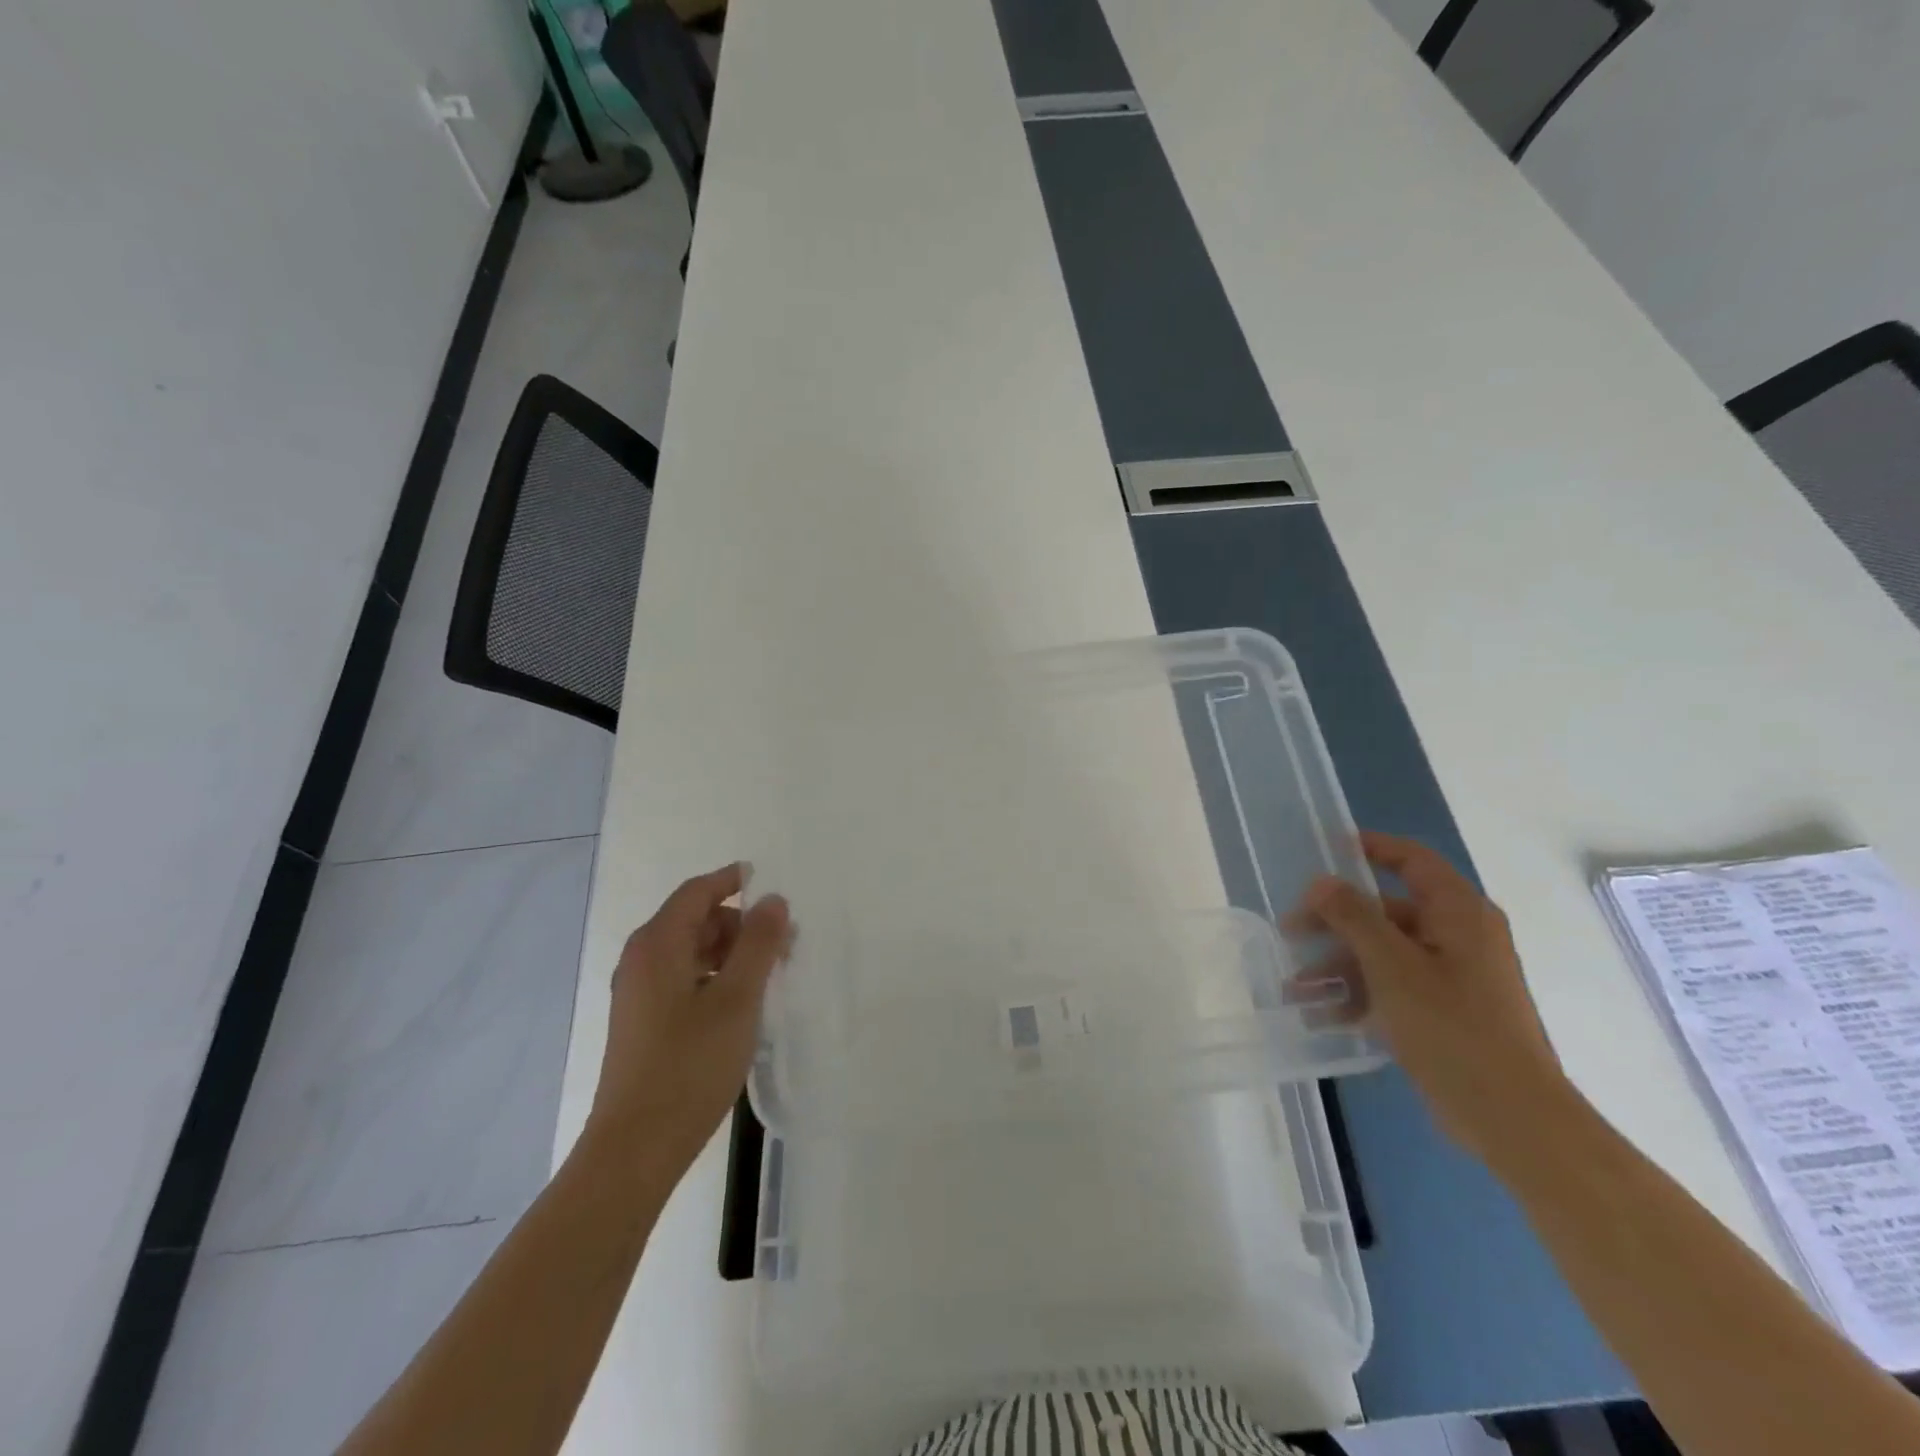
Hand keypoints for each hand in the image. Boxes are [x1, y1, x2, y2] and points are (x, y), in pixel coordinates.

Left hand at [587, 863, 791, 1175]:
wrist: (635, 1149)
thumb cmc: (690, 1065)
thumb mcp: (738, 998)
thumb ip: (759, 943)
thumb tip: (774, 900)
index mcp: (658, 944)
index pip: (698, 891)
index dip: (733, 880)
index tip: (770, 883)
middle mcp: (641, 960)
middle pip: (695, 919)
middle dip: (741, 923)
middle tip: (784, 944)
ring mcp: (638, 994)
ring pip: (691, 952)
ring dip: (731, 952)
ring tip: (770, 975)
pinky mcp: (642, 1023)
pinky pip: (683, 979)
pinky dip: (715, 977)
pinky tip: (742, 1005)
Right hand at [1293, 831, 1569, 1165]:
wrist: (1514, 1120)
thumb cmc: (1453, 1028)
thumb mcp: (1392, 966)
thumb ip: (1353, 917)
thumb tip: (1321, 882)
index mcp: (1458, 912)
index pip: (1411, 860)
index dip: (1369, 848)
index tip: (1324, 850)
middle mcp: (1458, 936)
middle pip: (1386, 911)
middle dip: (1334, 922)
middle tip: (1290, 932)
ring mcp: (1452, 976)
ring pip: (1383, 953)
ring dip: (1338, 966)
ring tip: (1296, 988)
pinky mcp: (1444, 1012)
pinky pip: (1392, 988)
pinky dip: (1359, 996)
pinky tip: (1322, 1016)